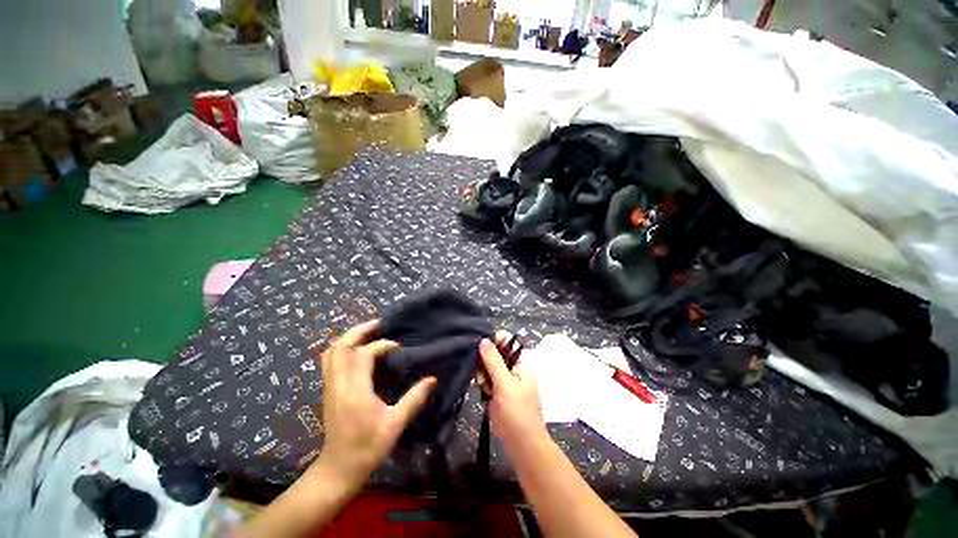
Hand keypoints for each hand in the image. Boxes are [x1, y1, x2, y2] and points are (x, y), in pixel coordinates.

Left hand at [314, 320, 435, 488]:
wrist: (338, 470)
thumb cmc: (368, 448)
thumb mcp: (395, 424)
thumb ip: (414, 399)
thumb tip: (433, 379)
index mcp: (355, 392)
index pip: (363, 355)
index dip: (381, 345)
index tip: (397, 347)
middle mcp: (338, 385)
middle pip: (340, 347)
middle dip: (359, 331)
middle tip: (379, 323)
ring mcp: (329, 387)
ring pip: (331, 352)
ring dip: (349, 337)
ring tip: (368, 332)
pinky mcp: (328, 391)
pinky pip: (329, 361)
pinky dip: (342, 348)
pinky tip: (357, 349)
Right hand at [479, 334, 547, 452]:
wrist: (521, 445)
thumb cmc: (517, 412)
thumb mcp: (505, 384)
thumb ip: (493, 361)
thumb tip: (484, 339)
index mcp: (522, 362)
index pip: (507, 342)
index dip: (494, 341)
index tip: (480, 346)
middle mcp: (514, 368)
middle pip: (496, 353)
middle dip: (485, 360)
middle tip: (482, 372)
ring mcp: (505, 380)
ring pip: (489, 366)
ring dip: (483, 372)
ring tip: (483, 385)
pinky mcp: (497, 391)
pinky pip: (487, 378)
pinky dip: (483, 381)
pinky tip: (482, 390)